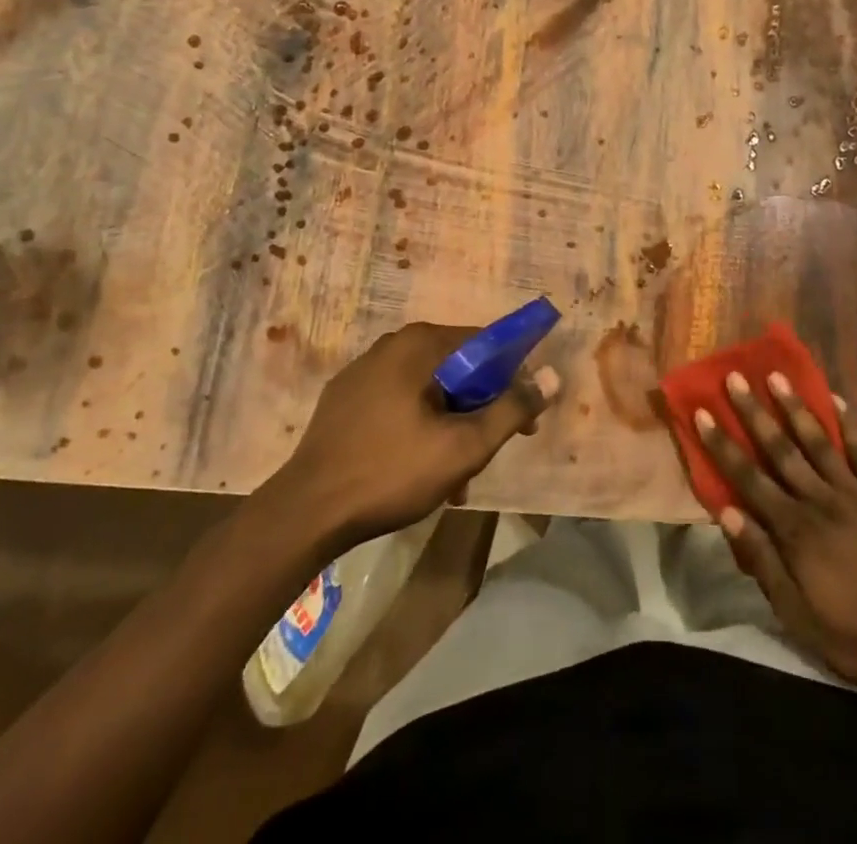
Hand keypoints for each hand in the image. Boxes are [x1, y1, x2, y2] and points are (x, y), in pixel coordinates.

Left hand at [253, 323, 559, 556]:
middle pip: (459, 367)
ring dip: (451, 423)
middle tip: (487, 452)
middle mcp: (393, 344)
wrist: (304, 513)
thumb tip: (552, 377)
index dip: (514, 379)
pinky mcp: (345, 398)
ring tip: (453, 475)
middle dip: (480, 408)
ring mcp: (364, 370)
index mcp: (421, 344)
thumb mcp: (464, 447)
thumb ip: (512, 409)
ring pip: (429, 388)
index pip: (487, 344)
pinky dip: (419, 424)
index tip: (523, 420)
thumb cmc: (391, 472)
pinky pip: (399, 400)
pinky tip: (417, 466)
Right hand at [696, 371, 856, 692]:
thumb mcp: (797, 614)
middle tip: (735, 377)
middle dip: (754, 413)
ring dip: (795, 407)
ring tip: (777, 376)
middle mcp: (821, 501)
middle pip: (781, 450)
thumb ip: (762, 560)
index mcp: (795, 530)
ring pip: (819, 442)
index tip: (703, 412)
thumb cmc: (855, 637)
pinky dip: (850, 425)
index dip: (723, 445)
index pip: (749, 479)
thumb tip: (727, 512)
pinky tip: (835, 400)